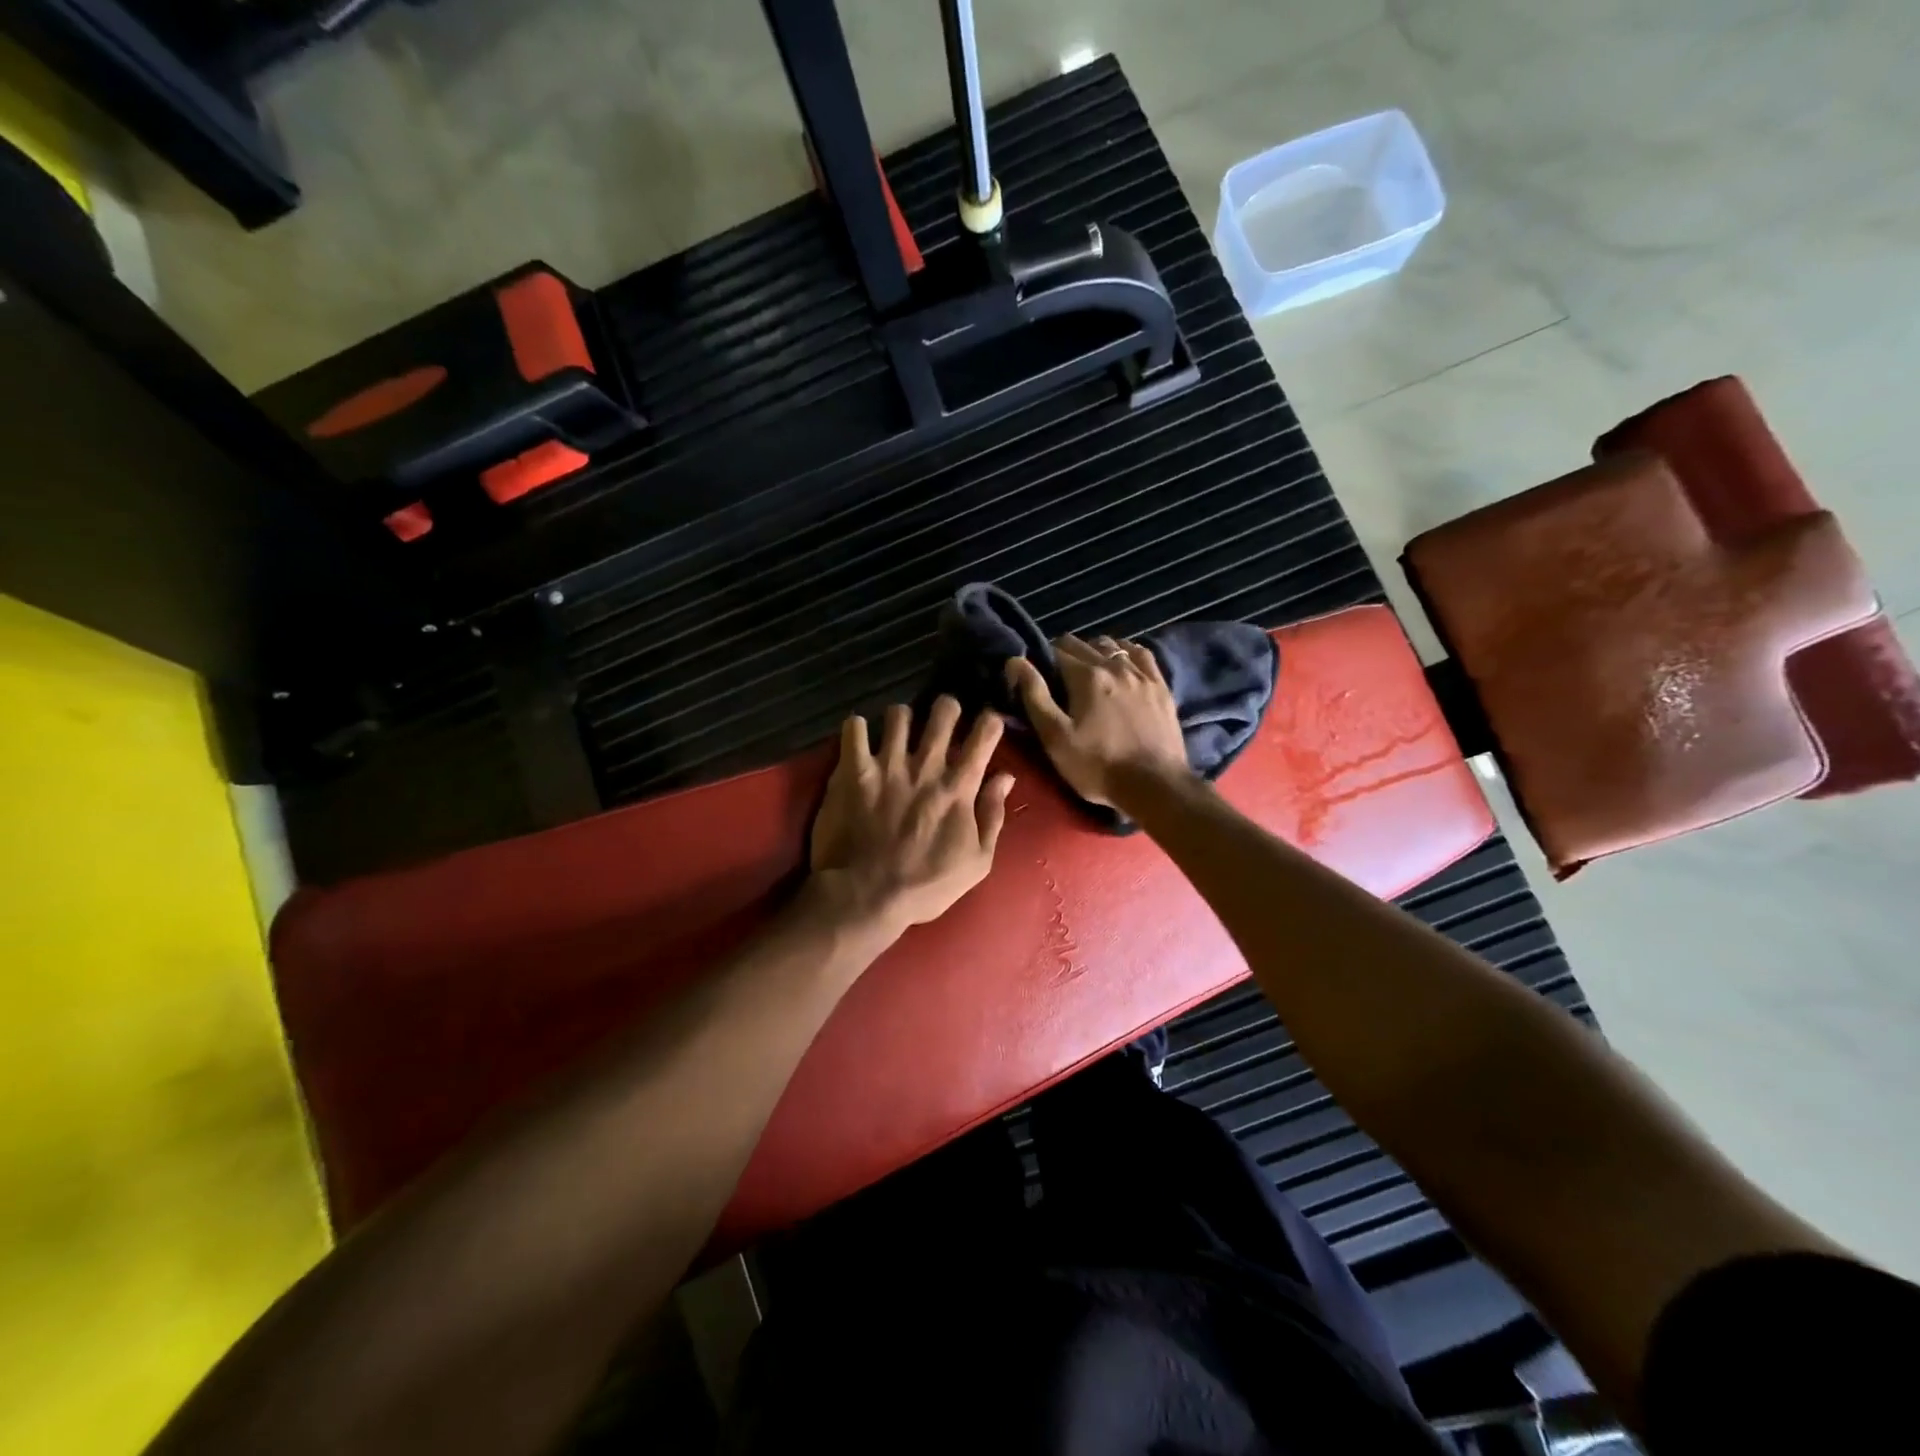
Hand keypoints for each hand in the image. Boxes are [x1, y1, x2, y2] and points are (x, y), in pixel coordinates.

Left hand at [808, 696, 1014, 937]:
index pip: (984, 733)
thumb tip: (1005, 778)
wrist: (867, 895)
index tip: (986, 725)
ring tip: (898, 733)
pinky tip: (860, 740)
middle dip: (947, 708)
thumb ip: (993, 815)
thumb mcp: (976, 861)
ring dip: (902, 719)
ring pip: (899, 713)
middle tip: (942, 720)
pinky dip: (857, 729)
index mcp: (958, 786)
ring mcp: (888, 764)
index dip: (989, 721)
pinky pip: (854, 728)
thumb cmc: (926, 885)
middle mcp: (926, 766)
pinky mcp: (853, 770)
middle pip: (944, 710)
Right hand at [1005, 634, 1189, 808]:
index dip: (1042, 660)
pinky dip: (1126, 653)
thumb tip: (1015, 661)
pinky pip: (1141, 654)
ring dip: (1095, 651)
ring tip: (1088, 672)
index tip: (1038, 678)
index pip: (1056, 650)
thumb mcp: (1056, 737)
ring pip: (1112, 645)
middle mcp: (1114, 665)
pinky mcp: (1160, 686)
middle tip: (1058, 680)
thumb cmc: (1097, 766)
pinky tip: (1122, 665)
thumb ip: (1034, 696)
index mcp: (1086, 676)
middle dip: (1065, 655)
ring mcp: (1141, 674)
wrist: (1155, 785)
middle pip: (1083, 644)